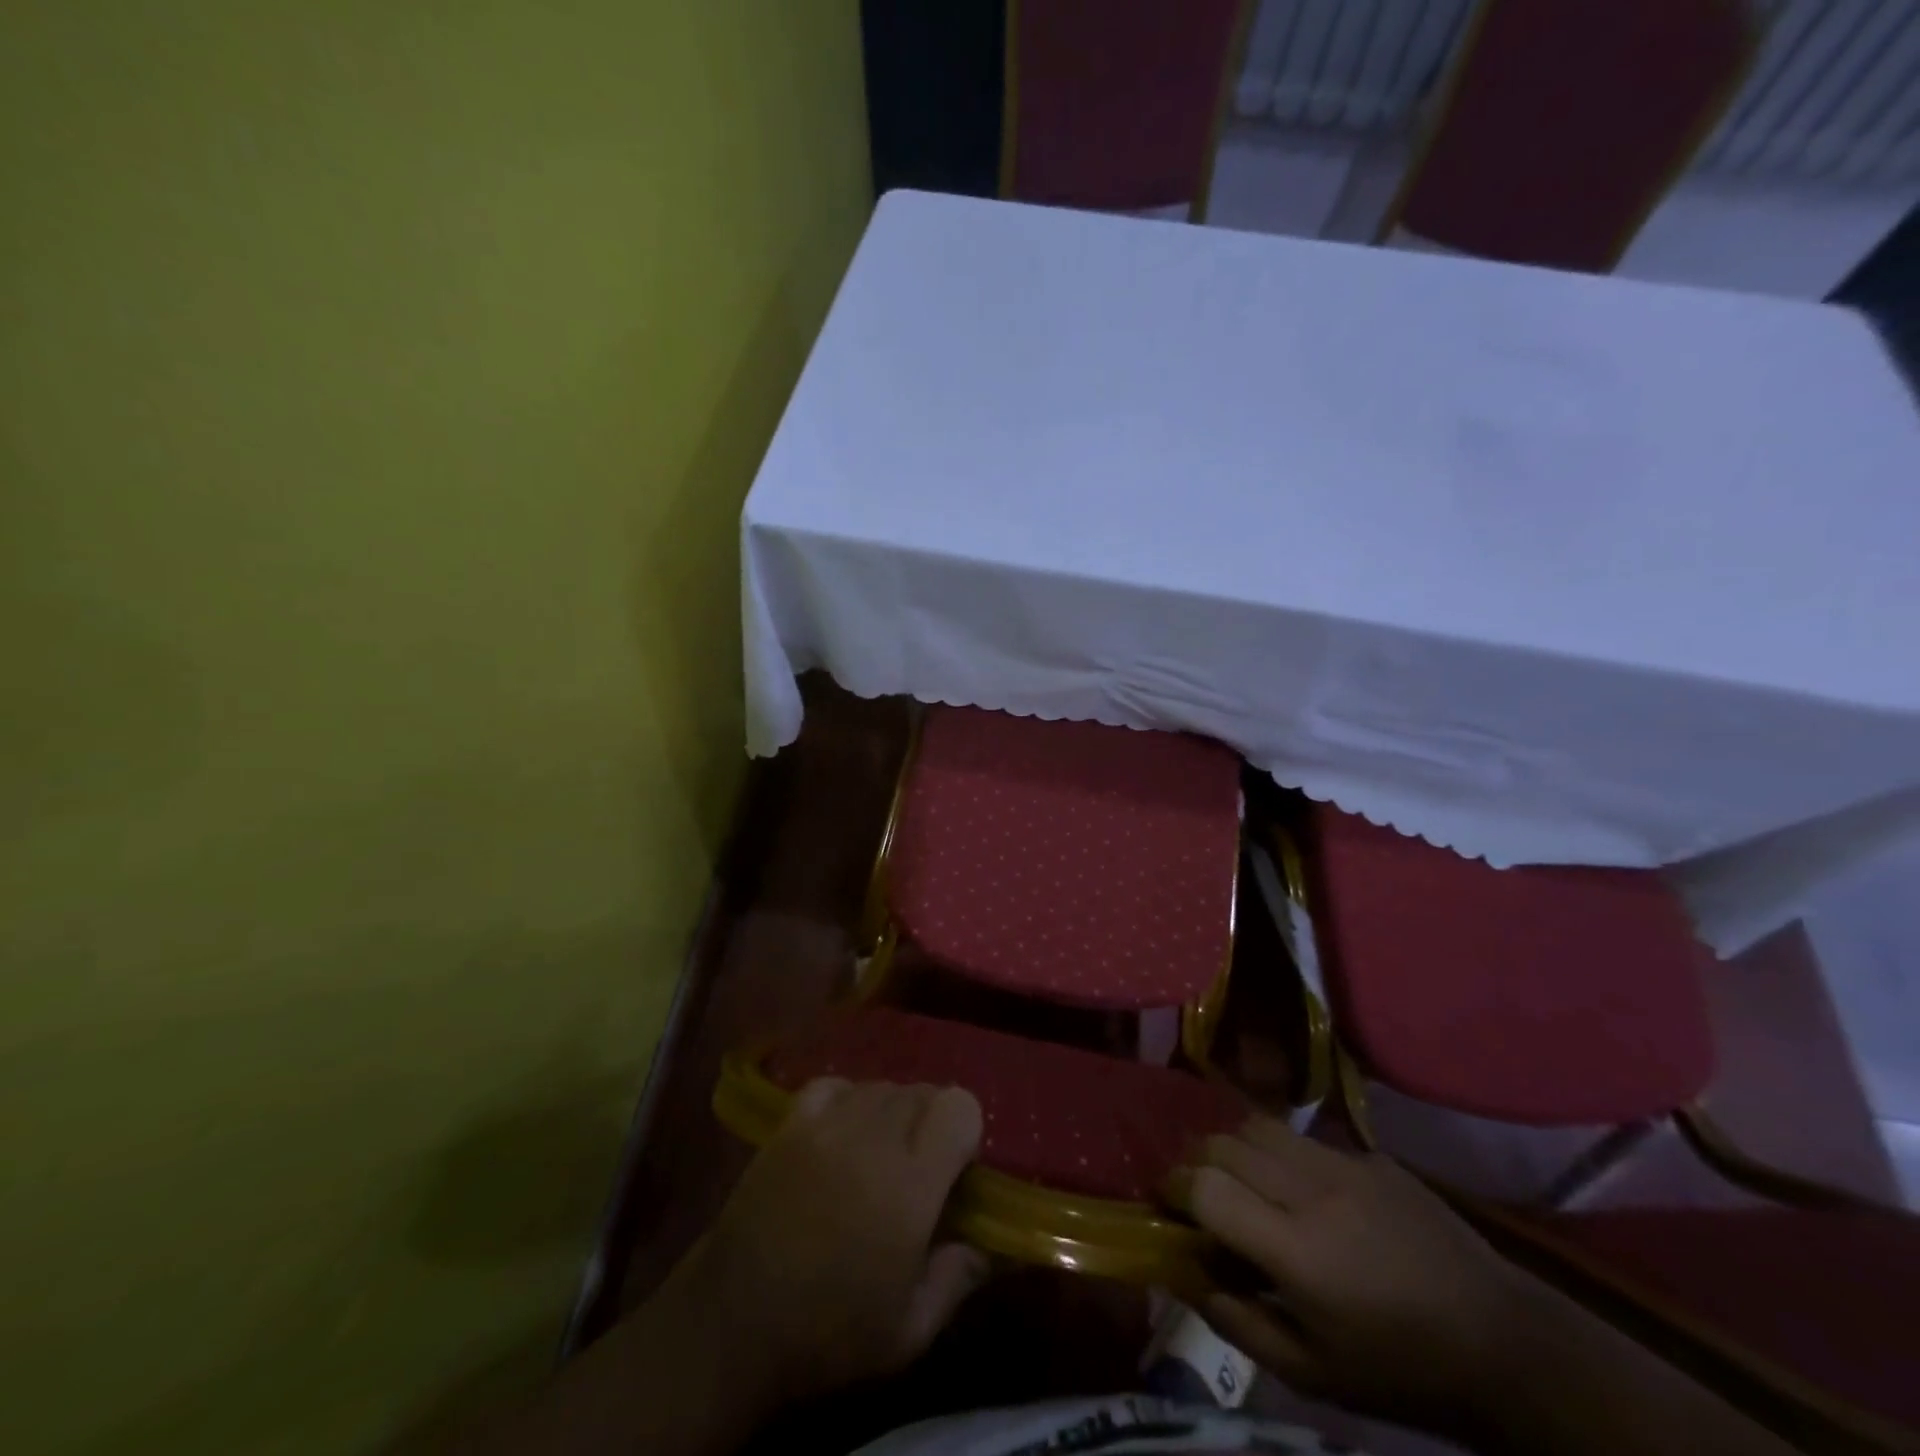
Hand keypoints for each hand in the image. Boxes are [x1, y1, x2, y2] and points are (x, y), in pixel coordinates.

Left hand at [671, 1079, 990, 1408]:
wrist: (731, 1323)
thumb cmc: (827, 1332)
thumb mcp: (909, 1331)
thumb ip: (958, 1278)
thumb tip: (991, 1245)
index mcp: (910, 1182)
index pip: (958, 1105)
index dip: (965, 1130)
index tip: (955, 1170)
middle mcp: (873, 1136)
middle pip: (922, 1090)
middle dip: (931, 1123)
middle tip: (918, 1171)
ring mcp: (827, 1123)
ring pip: (882, 1085)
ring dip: (893, 1112)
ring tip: (878, 1157)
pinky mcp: (791, 1122)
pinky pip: (836, 1085)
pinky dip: (849, 1100)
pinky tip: (843, 1135)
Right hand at [1169, 1116, 1535, 1433]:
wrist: (1505, 1346)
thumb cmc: (1401, 1372)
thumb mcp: (1313, 1375)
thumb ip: (1237, 1323)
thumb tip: (1184, 1274)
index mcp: (1297, 1251)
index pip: (1207, 1186)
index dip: (1175, 1187)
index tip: (1167, 1202)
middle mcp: (1314, 1192)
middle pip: (1225, 1143)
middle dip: (1197, 1161)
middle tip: (1199, 1192)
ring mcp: (1346, 1165)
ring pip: (1260, 1125)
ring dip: (1235, 1146)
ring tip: (1242, 1179)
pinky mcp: (1372, 1156)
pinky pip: (1305, 1138)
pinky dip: (1283, 1154)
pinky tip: (1303, 1191)